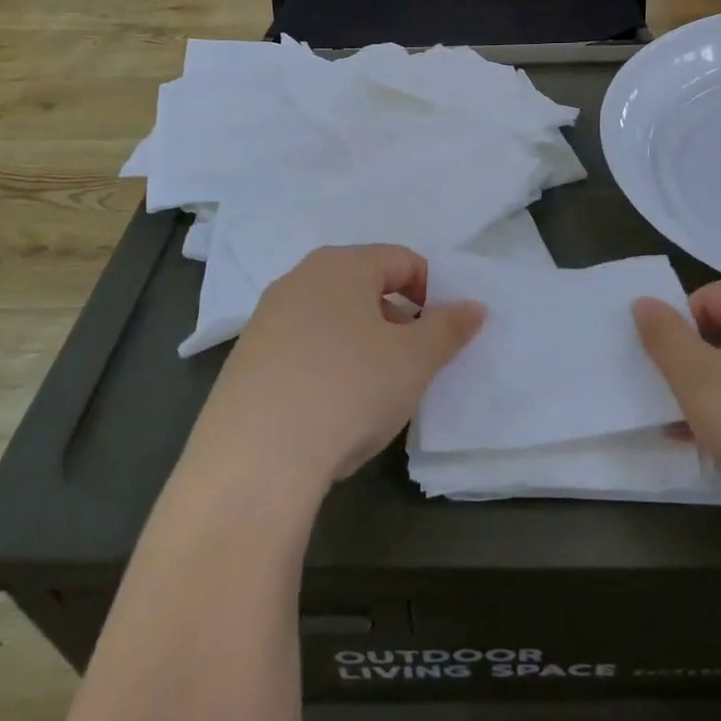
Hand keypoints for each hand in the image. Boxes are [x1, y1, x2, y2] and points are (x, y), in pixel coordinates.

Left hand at [186, 245, 485, 495]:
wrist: (254, 461)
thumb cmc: (348, 390)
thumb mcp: (414, 361)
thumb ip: (449, 328)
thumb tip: (474, 306)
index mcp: (342, 265)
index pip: (403, 260)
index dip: (431, 294)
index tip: (437, 337)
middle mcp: (299, 279)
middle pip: (364, 286)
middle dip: (396, 320)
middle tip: (409, 365)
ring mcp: (266, 318)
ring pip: (332, 318)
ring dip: (361, 344)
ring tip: (370, 392)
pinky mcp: (245, 359)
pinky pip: (302, 347)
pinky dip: (326, 365)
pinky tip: (328, 408)